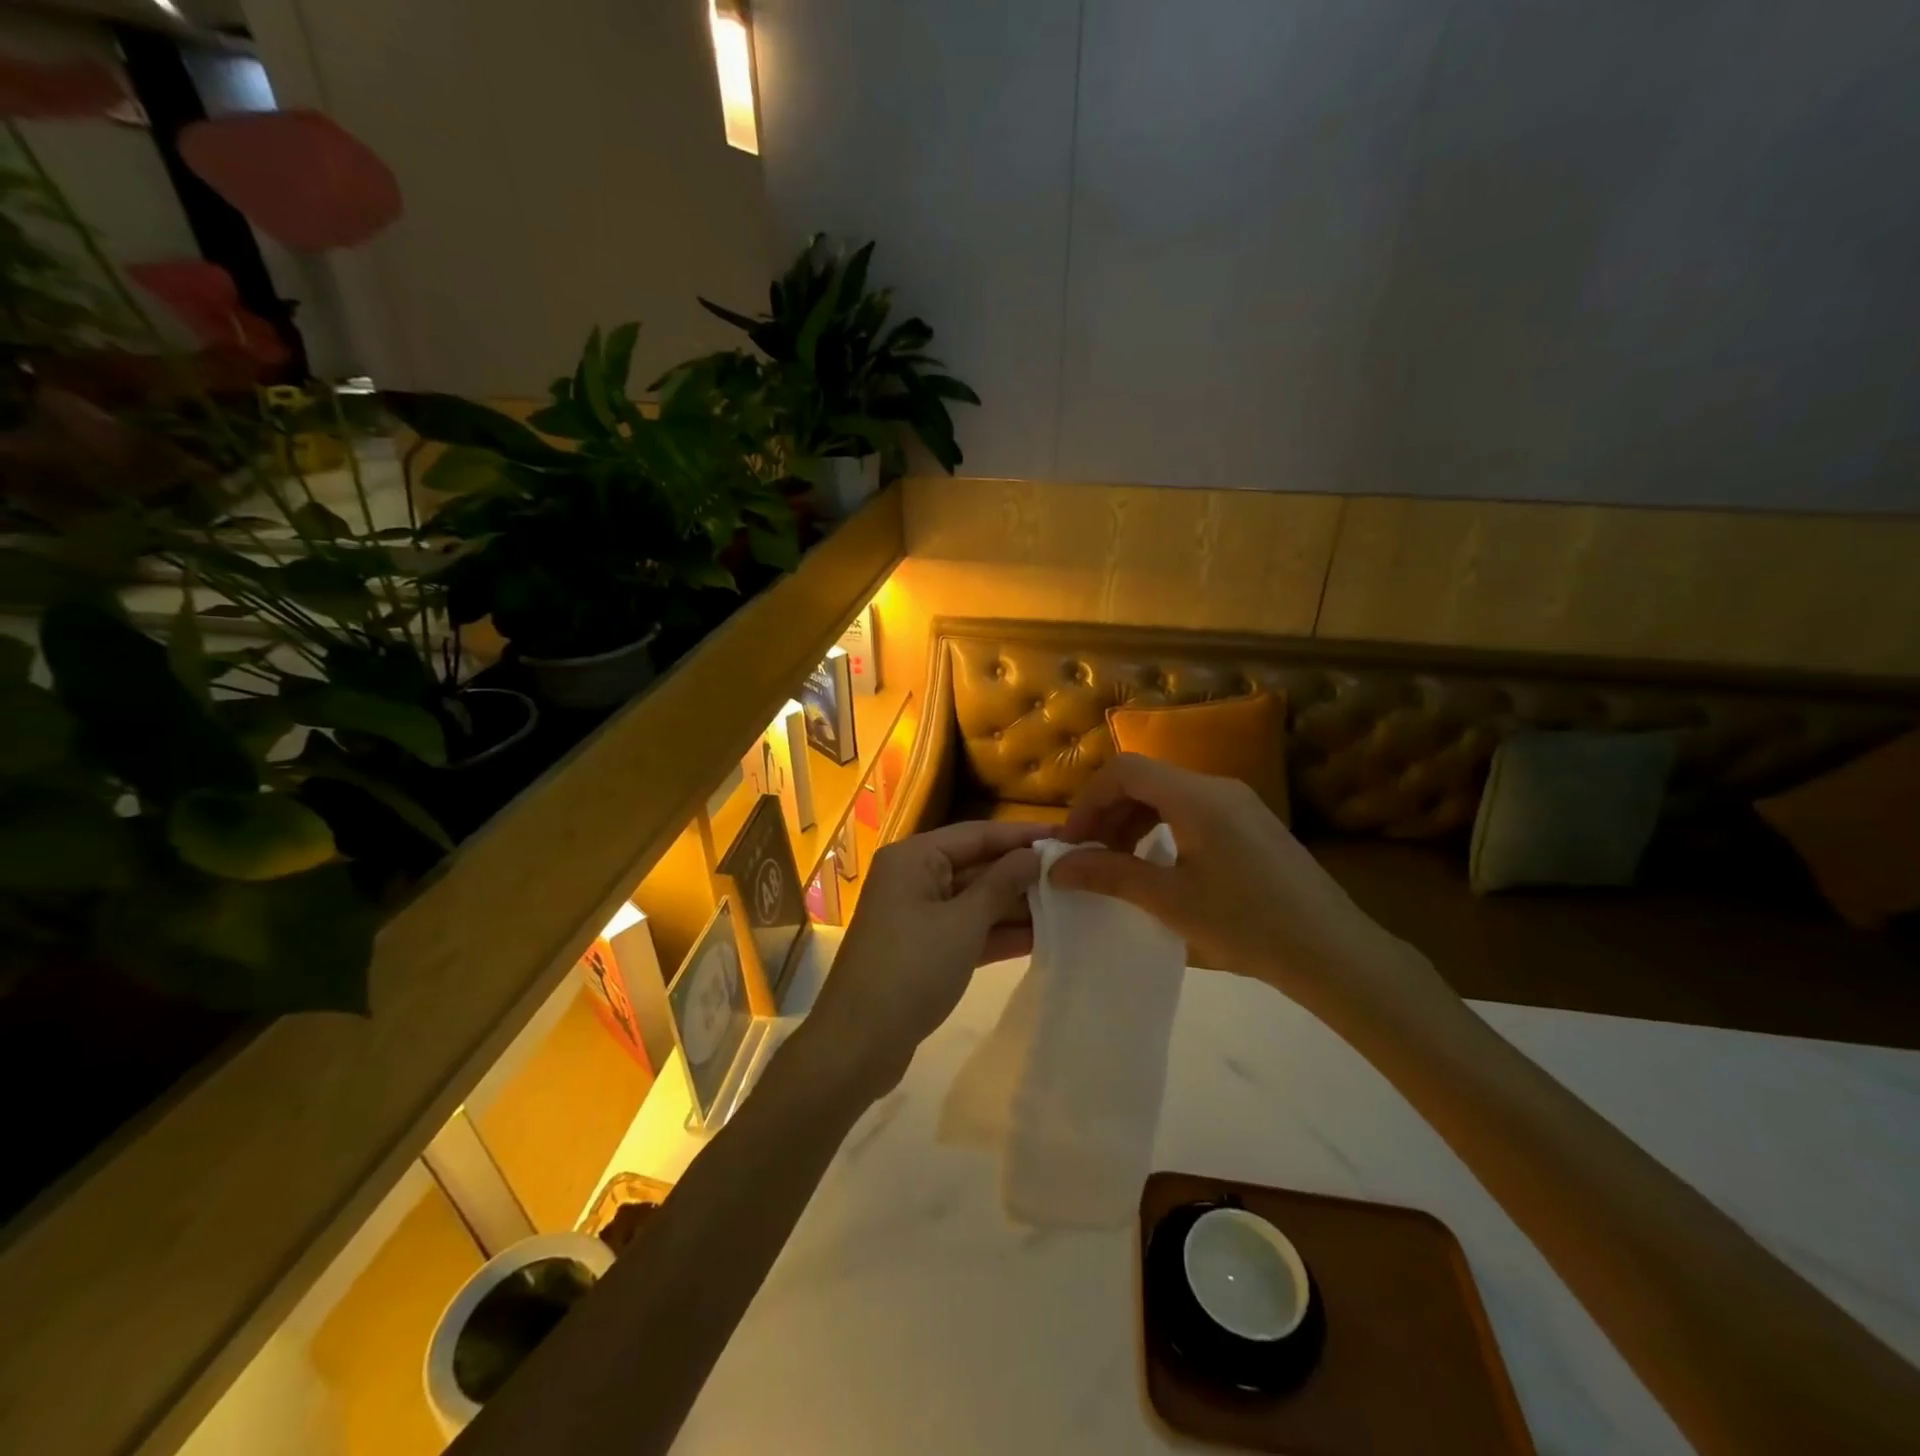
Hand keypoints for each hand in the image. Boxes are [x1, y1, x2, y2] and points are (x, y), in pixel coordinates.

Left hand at [807, 820, 1045, 1091]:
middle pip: (976, 865)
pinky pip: (967, 930)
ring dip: (1015, 905)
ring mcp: (918, 915)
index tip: (1067, 836)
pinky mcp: (924, 949)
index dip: (1022, 835)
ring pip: (974, 900)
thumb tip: (1033, 854)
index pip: (977, 834)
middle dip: (1022, 873)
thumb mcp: (963, 923)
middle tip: (1075, 874)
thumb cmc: (911, 970)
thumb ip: (1001, 884)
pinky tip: (1042, 936)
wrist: (859, 1044)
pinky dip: (998, 933)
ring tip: (1070, 904)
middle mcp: (913, 878)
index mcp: (914, 858)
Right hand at [1048, 754, 1447, 1021]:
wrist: (1334, 952)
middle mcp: (1218, 787)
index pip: (1124, 770)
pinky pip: (1192, 811)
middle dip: (1107, 813)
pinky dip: (1162, 829)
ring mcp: (1239, 804)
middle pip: (1145, 779)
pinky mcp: (1252, 825)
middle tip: (1088, 857)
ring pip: (1168, 795)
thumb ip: (1109, 875)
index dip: (1088, 800)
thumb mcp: (1169, 901)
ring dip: (1133, 822)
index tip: (1071, 843)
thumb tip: (1057, 867)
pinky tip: (1158, 866)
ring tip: (1117, 865)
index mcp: (1196, 796)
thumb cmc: (1246, 924)